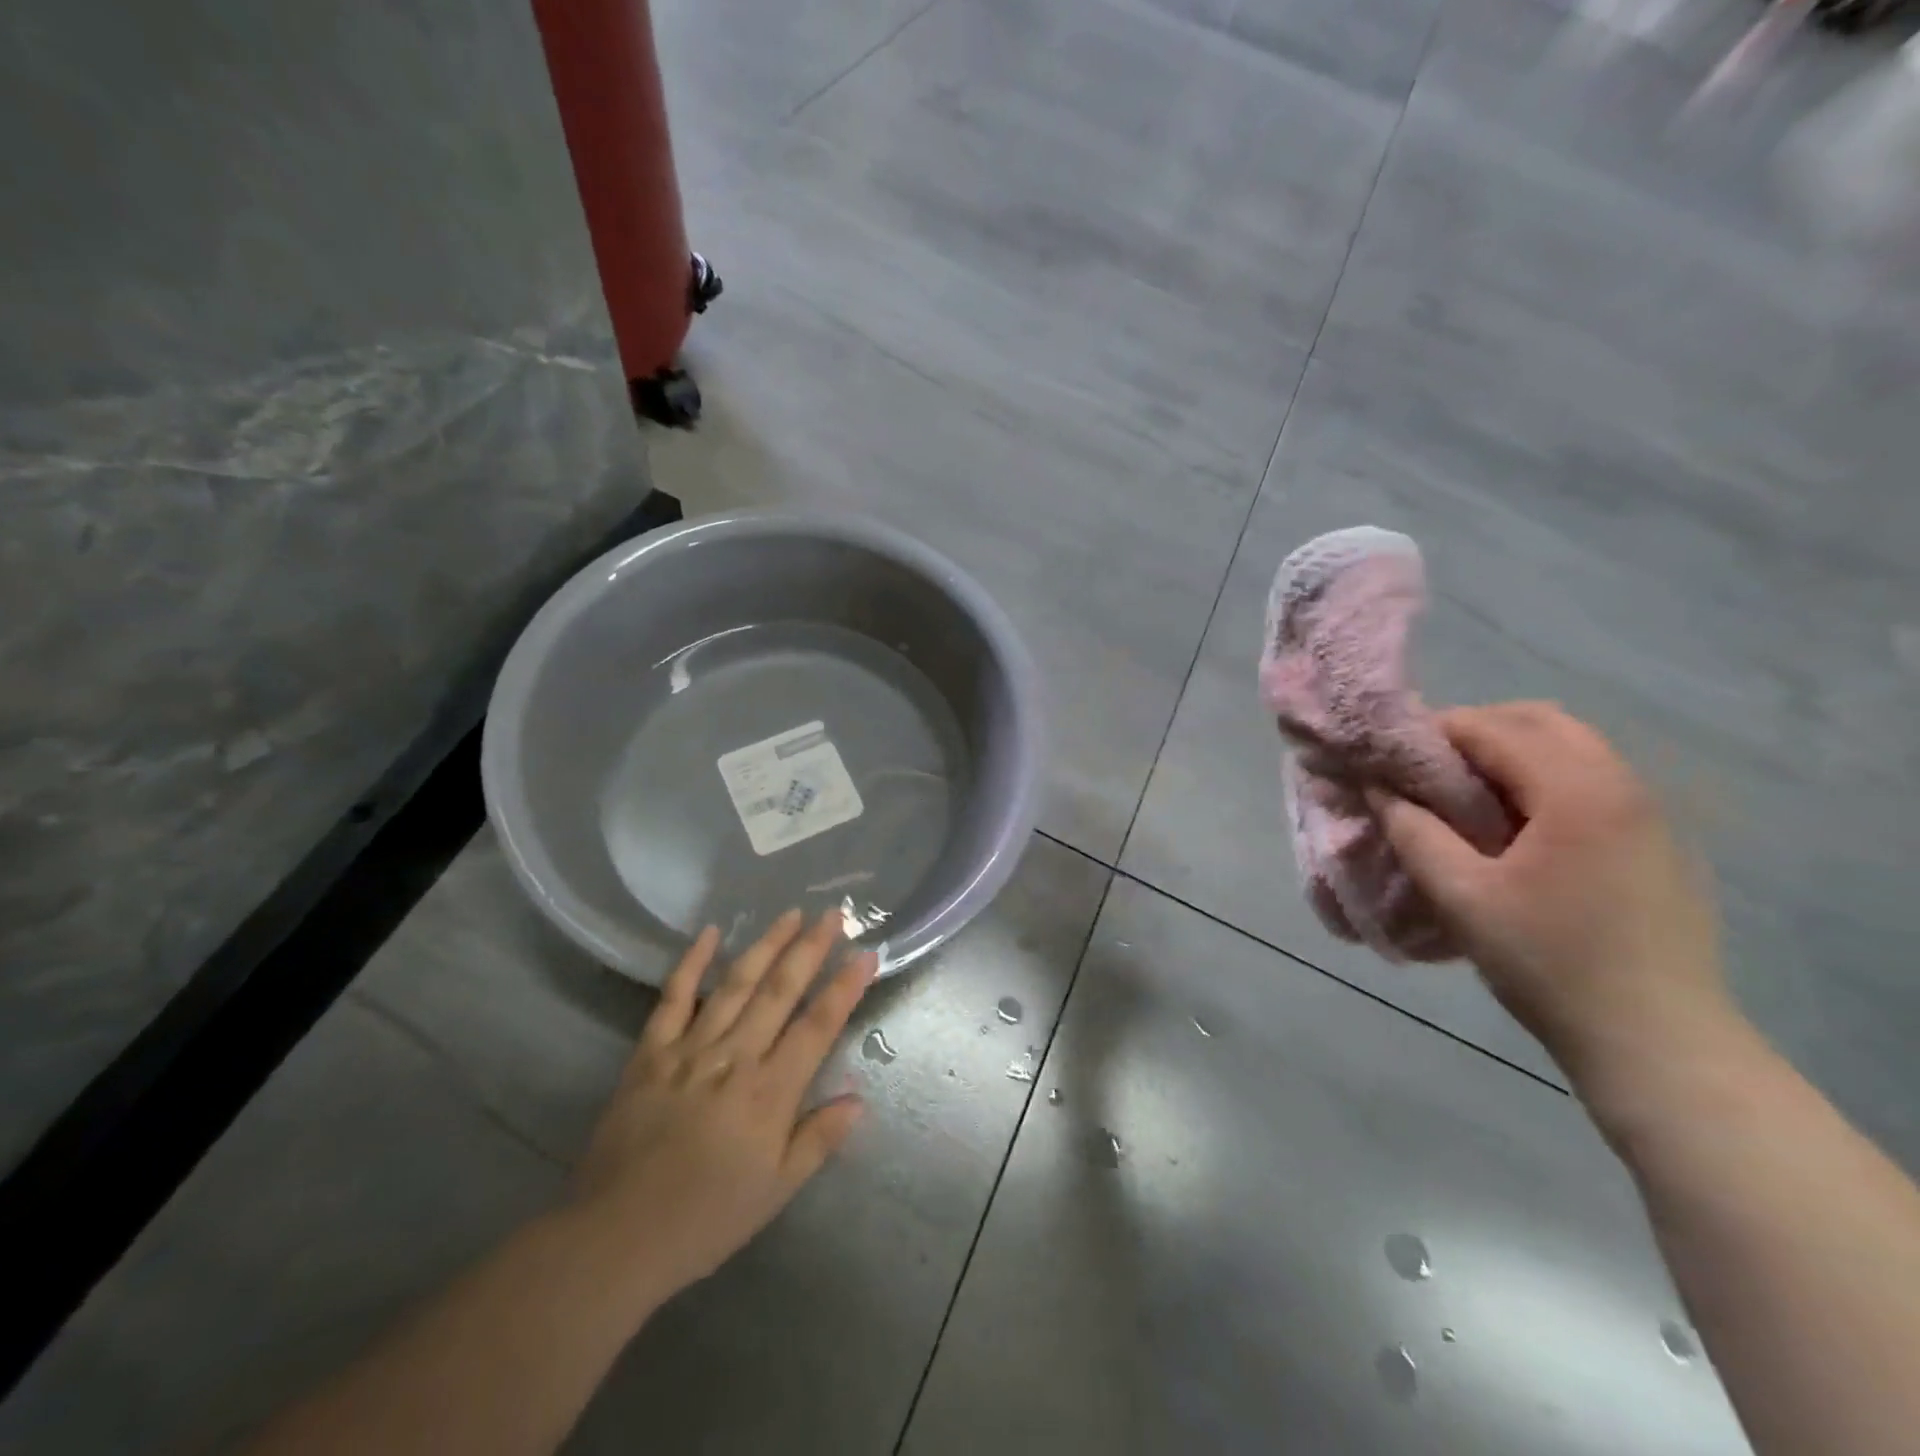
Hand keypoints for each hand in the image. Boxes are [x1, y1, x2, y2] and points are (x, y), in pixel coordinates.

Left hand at [570, 909, 877, 1303]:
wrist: (614, 1238)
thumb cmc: (705, 1219)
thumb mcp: (775, 1191)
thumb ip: (818, 1140)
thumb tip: (858, 1098)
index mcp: (769, 1093)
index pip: (818, 1026)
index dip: (845, 988)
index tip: (866, 954)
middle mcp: (734, 1058)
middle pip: (779, 992)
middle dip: (810, 949)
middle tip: (833, 914)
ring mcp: (689, 1050)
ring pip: (735, 984)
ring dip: (766, 945)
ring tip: (790, 914)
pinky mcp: (650, 1052)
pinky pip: (673, 997)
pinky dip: (691, 962)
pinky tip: (710, 932)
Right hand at [1369, 702, 1731, 1077]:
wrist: (1657, 1042)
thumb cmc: (1547, 962)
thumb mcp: (1460, 896)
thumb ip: (1412, 831)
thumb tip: (1376, 788)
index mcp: (1577, 791)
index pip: (1493, 728)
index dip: (1432, 732)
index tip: (1389, 756)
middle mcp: (1622, 785)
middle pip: (1540, 721)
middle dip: (1474, 731)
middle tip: (1425, 769)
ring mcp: (1649, 814)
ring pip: (1570, 748)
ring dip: (1510, 754)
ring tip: (1461, 796)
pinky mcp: (1656, 843)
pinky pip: (1591, 781)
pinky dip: (1541, 779)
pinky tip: (1513, 828)